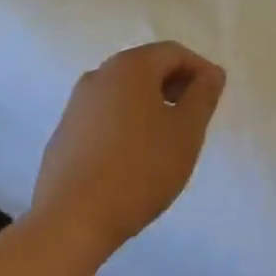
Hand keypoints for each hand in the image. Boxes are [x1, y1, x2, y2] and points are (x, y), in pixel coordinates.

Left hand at [32, 43, 226, 264]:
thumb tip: (211, 74)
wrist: (69, 223)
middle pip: (146, 69)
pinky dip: (124, 126)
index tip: (213, 98)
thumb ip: (203, 96)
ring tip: (164, 142)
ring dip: (149, 107)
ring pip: (123, 94)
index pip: (174, 53)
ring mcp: (76, 105)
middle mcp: (100, 74)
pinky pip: (103, 118)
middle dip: (174, 87)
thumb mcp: (186, 132)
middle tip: (193, 118)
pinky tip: (131, 160)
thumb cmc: (138, 169)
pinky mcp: (63, 136)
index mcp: (131, 66)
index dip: (199, 71)